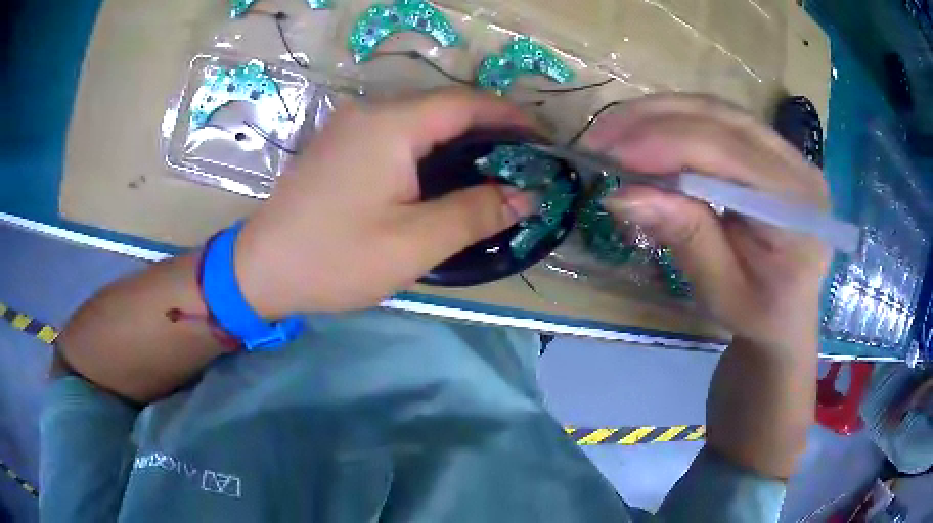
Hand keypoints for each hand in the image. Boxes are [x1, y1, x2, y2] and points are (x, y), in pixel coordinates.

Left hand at [234, 88, 535, 315]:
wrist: (260, 270)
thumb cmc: (335, 258)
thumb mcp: (414, 243)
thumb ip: (474, 212)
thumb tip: (524, 195)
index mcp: (391, 126)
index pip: (465, 104)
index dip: (510, 117)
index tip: (542, 140)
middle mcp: (370, 113)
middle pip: (443, 107)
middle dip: (489, 128)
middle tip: (522, 162)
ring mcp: (351, 127)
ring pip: (420, 120)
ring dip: (459, 139)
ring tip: (492, 169)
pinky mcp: (340, 145)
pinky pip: (397, 134)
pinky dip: (430, 148)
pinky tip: (442, 175)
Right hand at [591, 94, 830, 355]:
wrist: (786, 313)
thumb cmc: (759, 314)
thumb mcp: (721, 290)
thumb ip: (686, 237)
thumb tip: (624, 194)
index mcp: (796, 208)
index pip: (730, 153)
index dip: (668, 143)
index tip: (612, 154)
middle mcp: (797, 165)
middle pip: (721, 118)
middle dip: (654, 120)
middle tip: (601, 138)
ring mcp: (785, 151)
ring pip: (715, 110)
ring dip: (659, 114)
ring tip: (614, 133)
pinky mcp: (769, 148)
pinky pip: (717, 120)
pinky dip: (675, 122)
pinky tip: (645, 134)